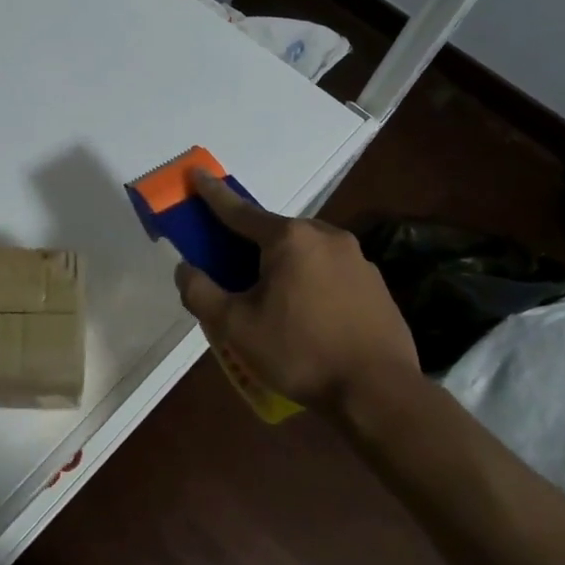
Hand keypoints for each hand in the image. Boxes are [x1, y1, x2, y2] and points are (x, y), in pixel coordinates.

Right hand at [173, 172, 418, 405]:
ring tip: (270, 302)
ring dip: (281, 265)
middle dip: (249, 245)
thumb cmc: (300, 352)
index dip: (212, 193)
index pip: (239, 211)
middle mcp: (326, 236)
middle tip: (231, 271)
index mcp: (289, 238)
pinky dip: (309, 282)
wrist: (379, 392)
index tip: (196, 172)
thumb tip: (185, 269)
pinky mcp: (376, 284)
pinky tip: (306, 315)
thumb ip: (200, 292)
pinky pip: (329, 272)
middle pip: (274, 233)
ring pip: (304, 252)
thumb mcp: (235, 327)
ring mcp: (357, 259)